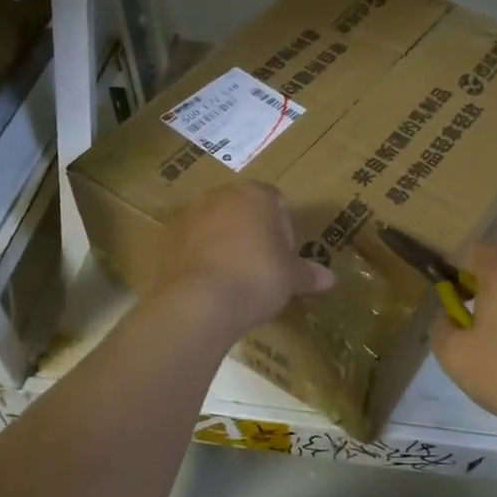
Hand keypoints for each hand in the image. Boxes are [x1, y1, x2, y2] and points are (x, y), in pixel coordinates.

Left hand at [155, 180, 333, 333]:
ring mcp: (188, 214)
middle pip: (242, 209)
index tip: (284, 257)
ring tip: (232, 278)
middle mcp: (220, 195)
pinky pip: (190, 244)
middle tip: (260, 267)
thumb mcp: (291, 278)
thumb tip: (330, 280)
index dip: (283, 229)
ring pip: (214, 224)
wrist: (200, 302)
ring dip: (223, 243)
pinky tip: (208, 284)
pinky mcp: (165, 239)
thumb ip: (309, 274)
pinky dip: (199, 257)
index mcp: (255, 194)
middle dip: (251, 232)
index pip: (276, 202)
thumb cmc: (257, 278)